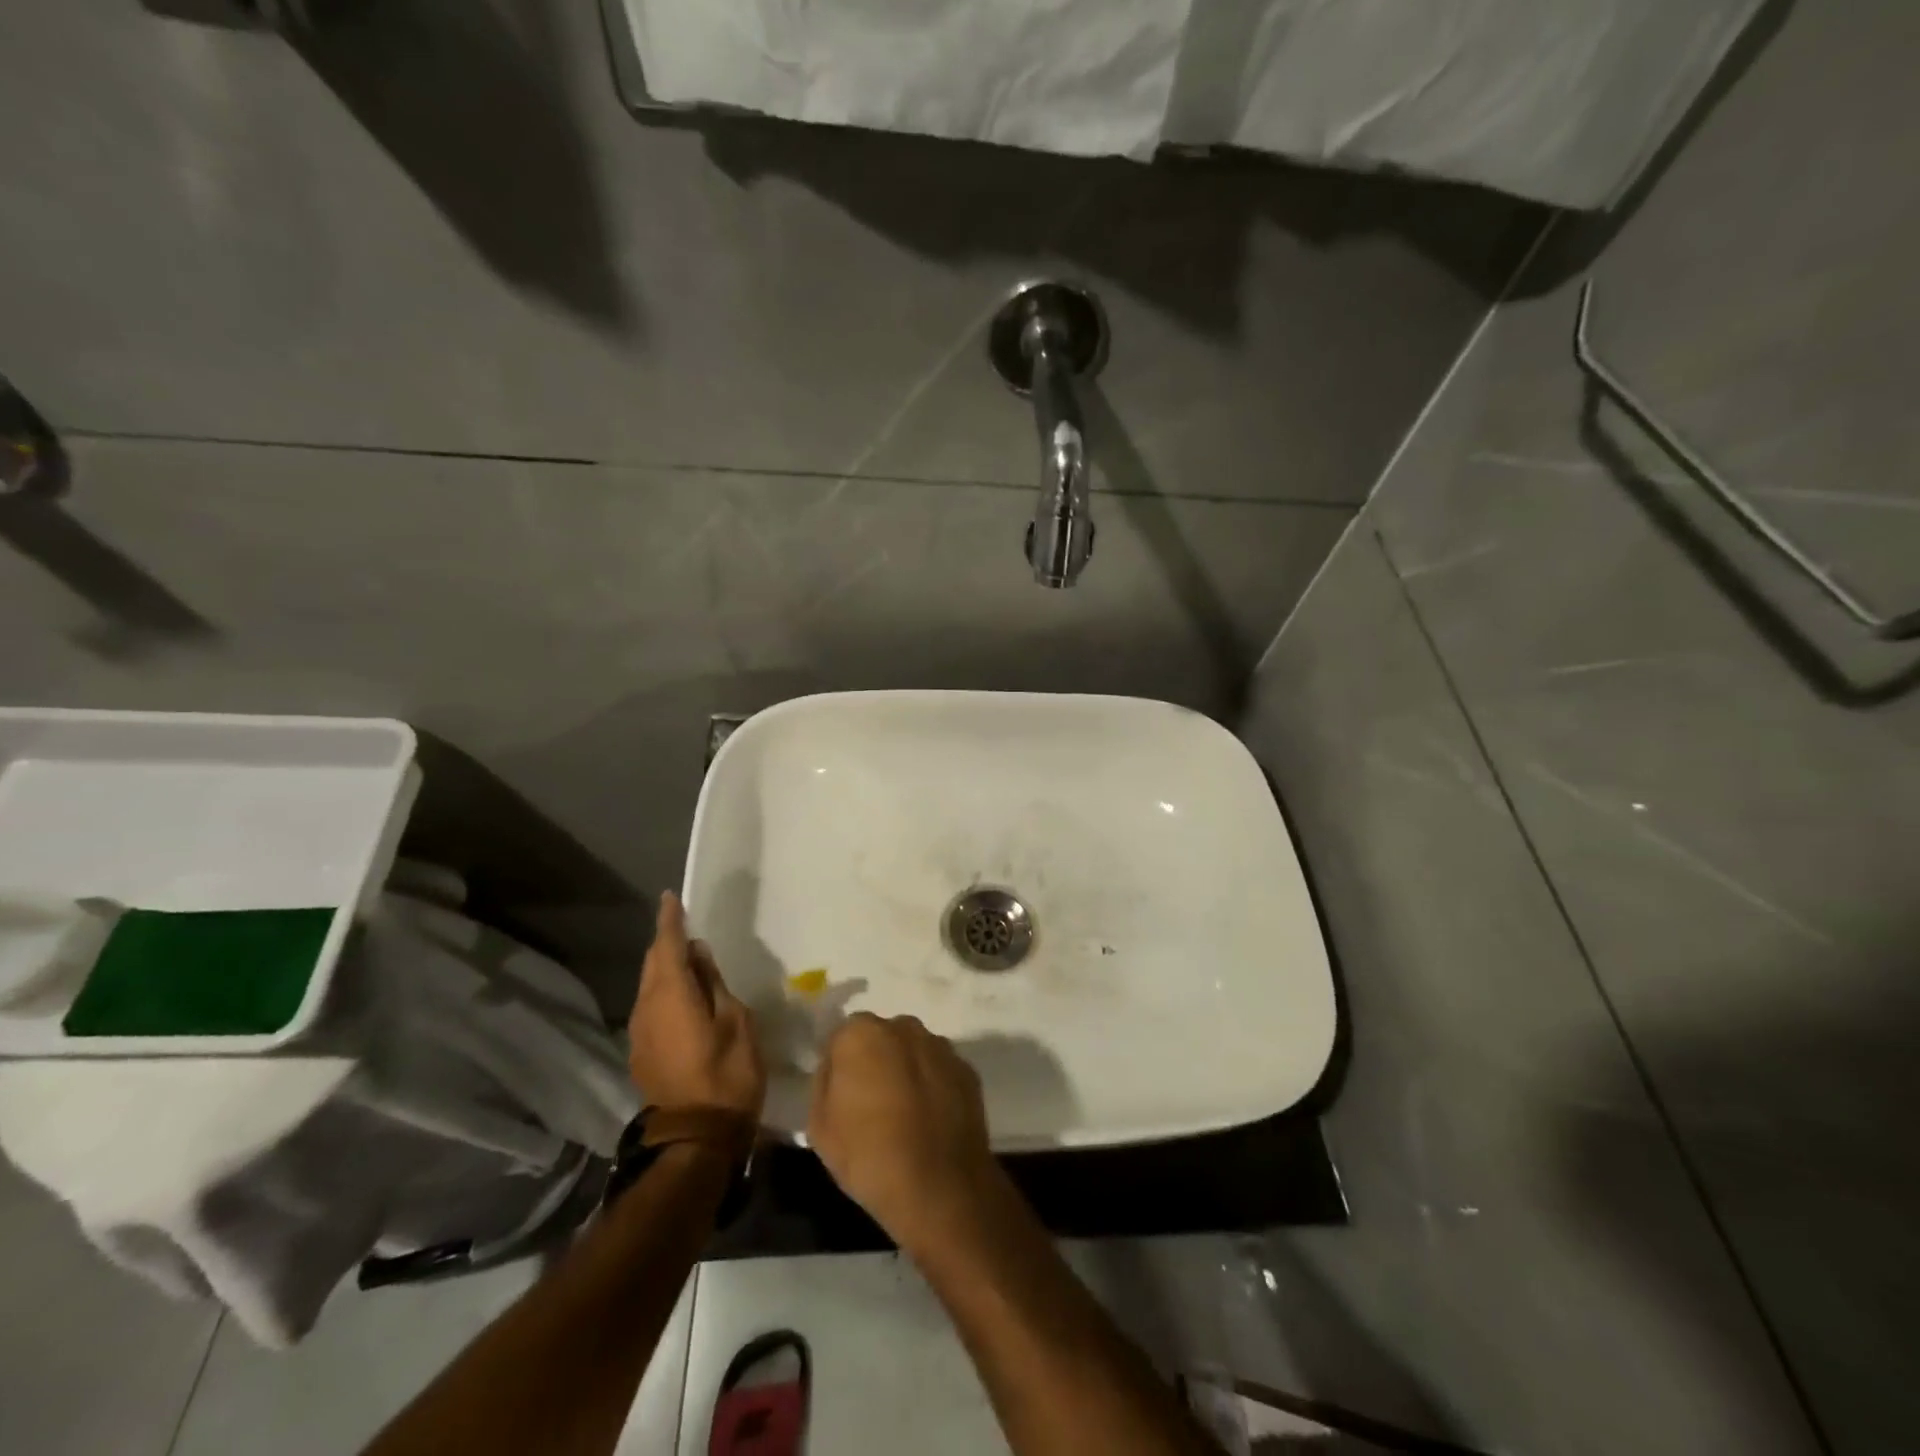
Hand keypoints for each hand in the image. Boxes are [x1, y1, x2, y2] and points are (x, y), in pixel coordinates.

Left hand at [628, 892, 764, 1119]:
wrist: (695, 1139)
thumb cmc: (727, 1075)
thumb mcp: (736, 1022)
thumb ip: (714, 984)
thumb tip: (698, 955)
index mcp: (672, 995)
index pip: (668, 945)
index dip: (670, 920)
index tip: (670, 898)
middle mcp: (647, 1008)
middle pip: (653, 964)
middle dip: (666, 942)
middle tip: (684, 925)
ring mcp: (640, 1033)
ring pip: (649, 985)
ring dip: (665, 967)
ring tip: (688, 958)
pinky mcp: (642, 1052)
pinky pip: (651, 1006)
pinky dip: (664, 990)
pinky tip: (683, 996)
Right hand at [809, 1013, 1007, 1254]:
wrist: (939, 1187)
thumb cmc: (868, 1156)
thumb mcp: (819, 1127)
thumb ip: (824, 1083)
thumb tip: (836, 1069)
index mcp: (861, 1033)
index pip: (841, 1037)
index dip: (838, 1066)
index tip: (840, 1096)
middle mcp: (903, 1027)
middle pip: (881, 1037)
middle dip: (875, 1061)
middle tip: (871, 1103)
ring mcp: (940, 1046)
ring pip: (913, 1051)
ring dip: (906, 1070)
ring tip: (904, 1115)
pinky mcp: (967, 1069)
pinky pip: (939, 1070)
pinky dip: (933, 1085)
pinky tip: (930, 1121)